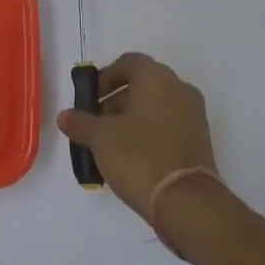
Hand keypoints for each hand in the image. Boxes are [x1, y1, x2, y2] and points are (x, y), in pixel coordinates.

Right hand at [57, 53, 216, 220]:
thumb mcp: (100, 138)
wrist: (186, 202)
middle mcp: (180, 90)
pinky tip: (130, 158)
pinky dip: (148, 134)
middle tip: (95, 124)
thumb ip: (80, 122)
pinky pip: (167, 127)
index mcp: (157, 78)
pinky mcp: (199, 141)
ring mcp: (194, 116)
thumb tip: (65, 116)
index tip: (89, 99)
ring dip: (130, 119)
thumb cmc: (139, 156)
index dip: (105, 77)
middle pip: (142, 85)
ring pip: (155, 107)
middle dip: (115, 101)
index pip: (129, 62)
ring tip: (109, 145)